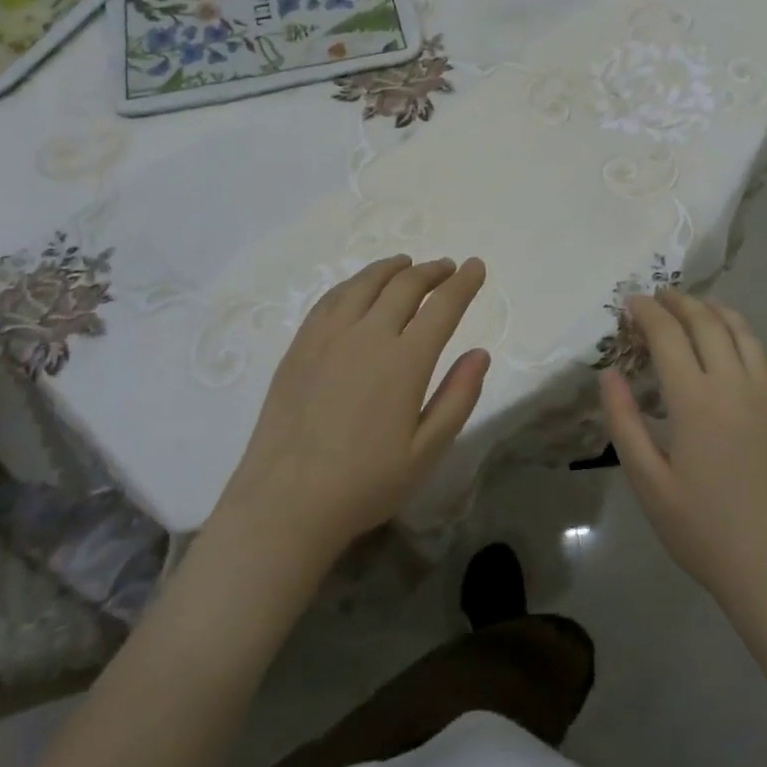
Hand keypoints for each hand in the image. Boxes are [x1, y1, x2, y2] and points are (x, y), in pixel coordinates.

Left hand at [216, 255, 489, 569]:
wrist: (286, 502)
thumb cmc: (365, 484)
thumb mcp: (426, 451)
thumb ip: (458, 398)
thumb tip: (481, 353)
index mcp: (405, 361)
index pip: (443, 306)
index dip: (464, 283)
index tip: (476, 266)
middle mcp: (368, 335)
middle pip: (405, 286)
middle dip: (432, 271)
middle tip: (447, 267)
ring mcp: (329, 336)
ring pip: (365, 283)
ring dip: (392, 268)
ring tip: (406, 264)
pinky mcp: (300, 345)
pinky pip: (331, 298)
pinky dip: (354, 283)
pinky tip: (359, 287)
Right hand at [601, 291, 766, 614]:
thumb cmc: (704, 530)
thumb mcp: (648, 482)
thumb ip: (625, 422)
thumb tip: (609, 374)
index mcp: (696, 400)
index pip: (668, 335)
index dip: (647, 312)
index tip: (631, 302)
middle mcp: (735, 384)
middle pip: (707, 322)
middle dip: (679, 302)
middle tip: (659, 297)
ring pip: (742, 332)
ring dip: (715, 312)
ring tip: (696, 308)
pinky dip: (746, 339)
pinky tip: (737, 347)